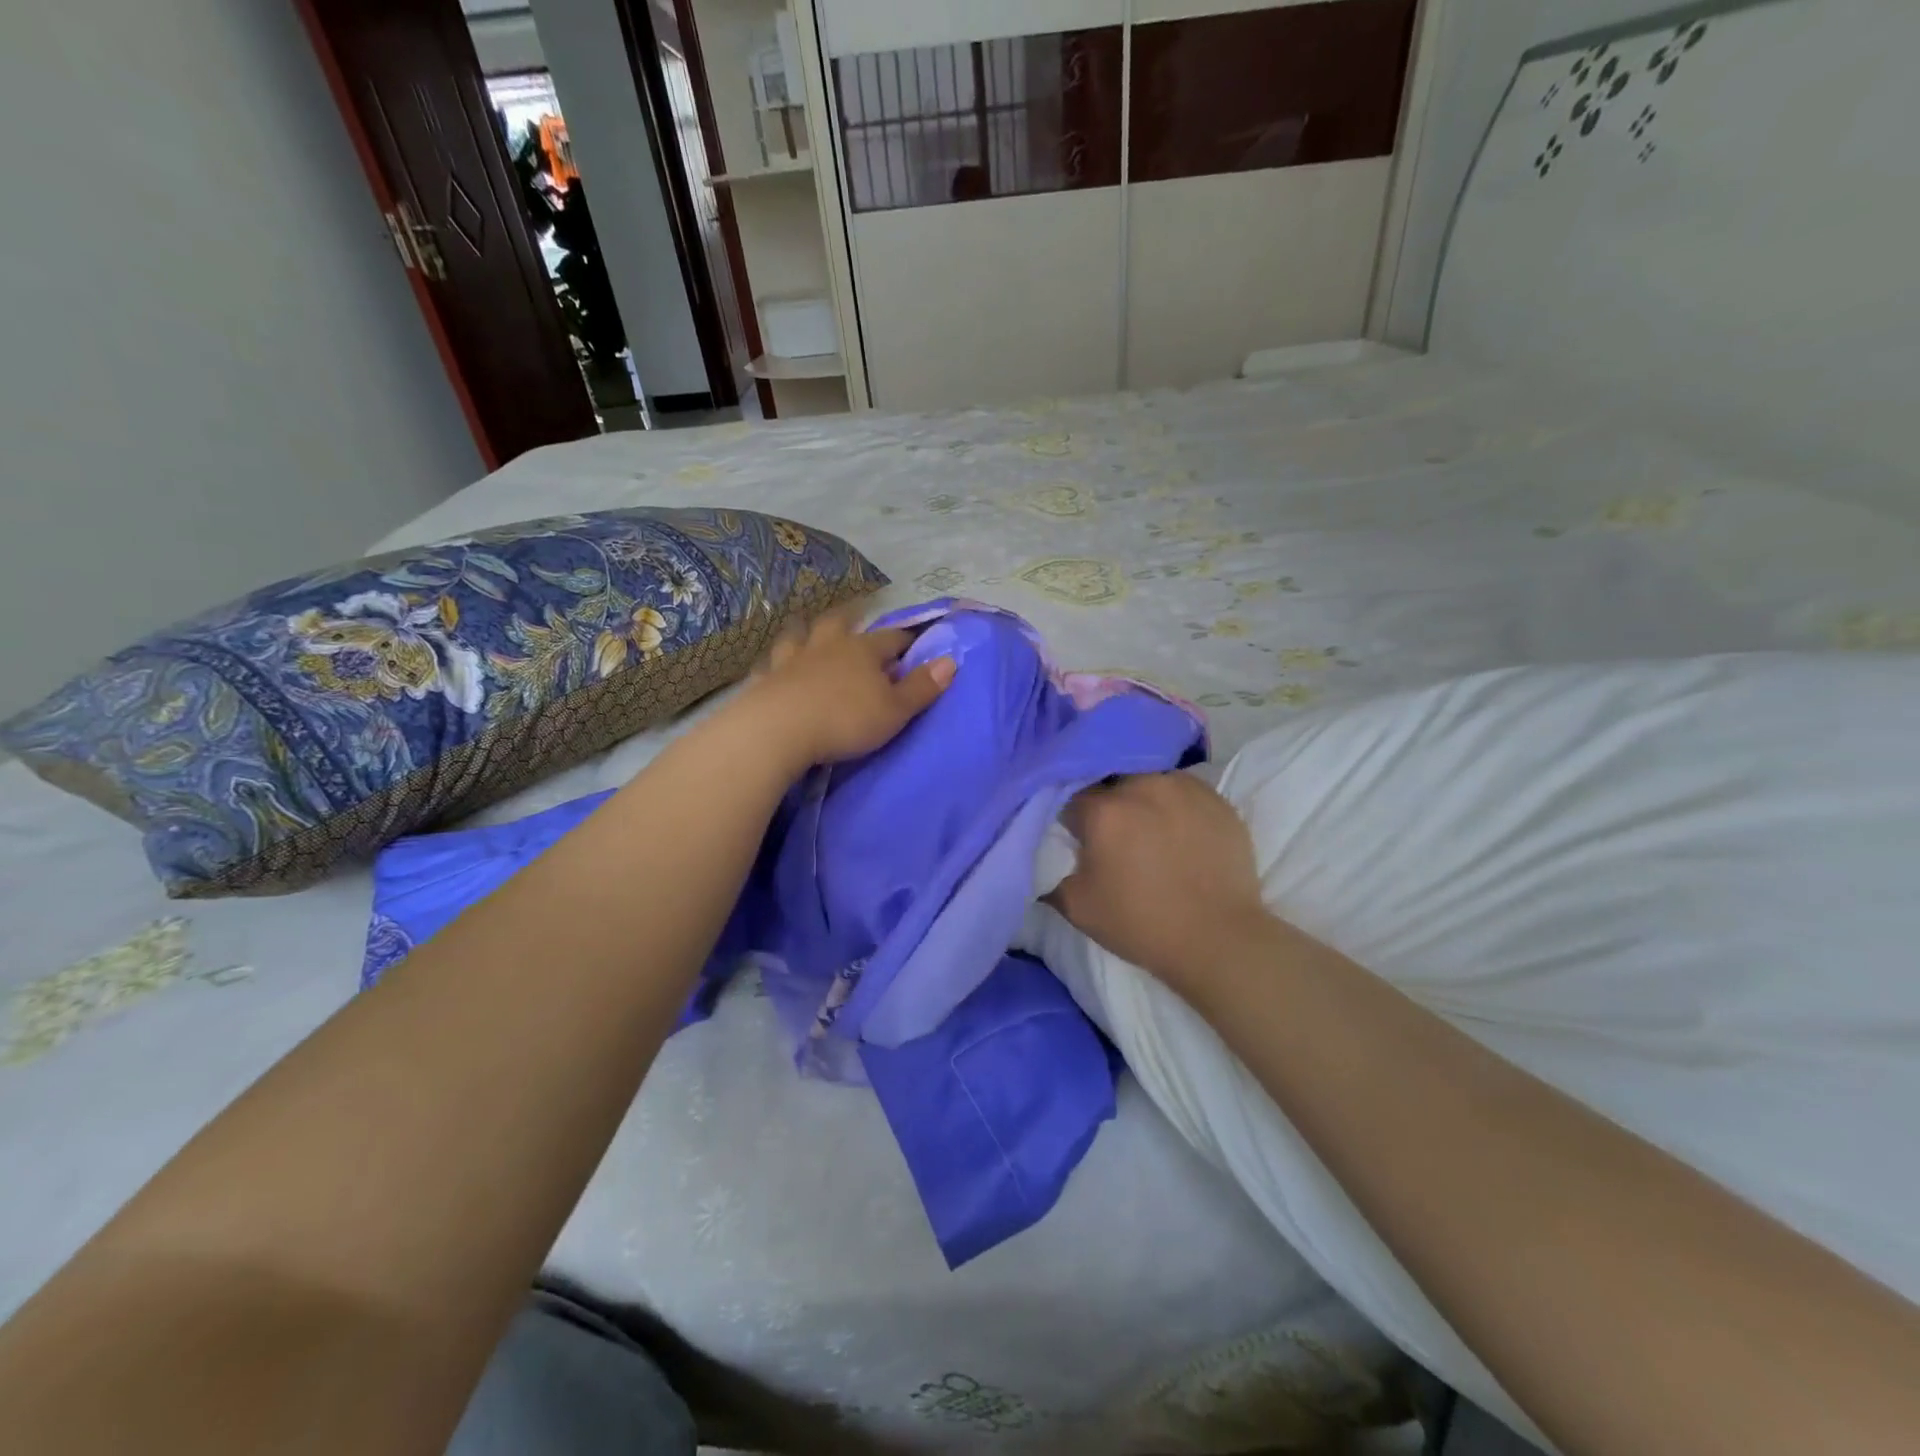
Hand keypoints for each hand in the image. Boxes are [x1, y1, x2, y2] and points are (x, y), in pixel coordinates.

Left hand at [745, 610, 954, 770]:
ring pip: (801, 635)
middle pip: (840, 623)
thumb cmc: (846, 719)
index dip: (905, 640)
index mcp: (863, 650)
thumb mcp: (895, 710)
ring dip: (807, 632)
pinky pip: (772, 664)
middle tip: (855, 619)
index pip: (891, 638)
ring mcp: (793, 658)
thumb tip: (951, 661)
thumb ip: (922, 687)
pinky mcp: (767, 678)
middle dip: (850, 620)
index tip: (914, 642)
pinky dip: (776, 662)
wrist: (780, 729)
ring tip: (809, 634)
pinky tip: (775, 666)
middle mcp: (828, 645)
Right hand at [1050, 772, 1271, 993]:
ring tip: (1149, 829)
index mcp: (1104, 810)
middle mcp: (1142, 786)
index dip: (1072, 816)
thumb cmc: (1141, 923)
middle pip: (1112, 780)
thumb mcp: (1078, 907)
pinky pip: (1183, 791)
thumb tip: (1042, 857)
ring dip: (1142, 798)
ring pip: (1149, 779)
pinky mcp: (1216, 799)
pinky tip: (1180, 832)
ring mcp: (1184, 788)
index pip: (1072, 795)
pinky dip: (1175, 805)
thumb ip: (1050, 874)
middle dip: (1107, 800)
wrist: (1219, 940)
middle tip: (1113, 832)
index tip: (1078, 837)